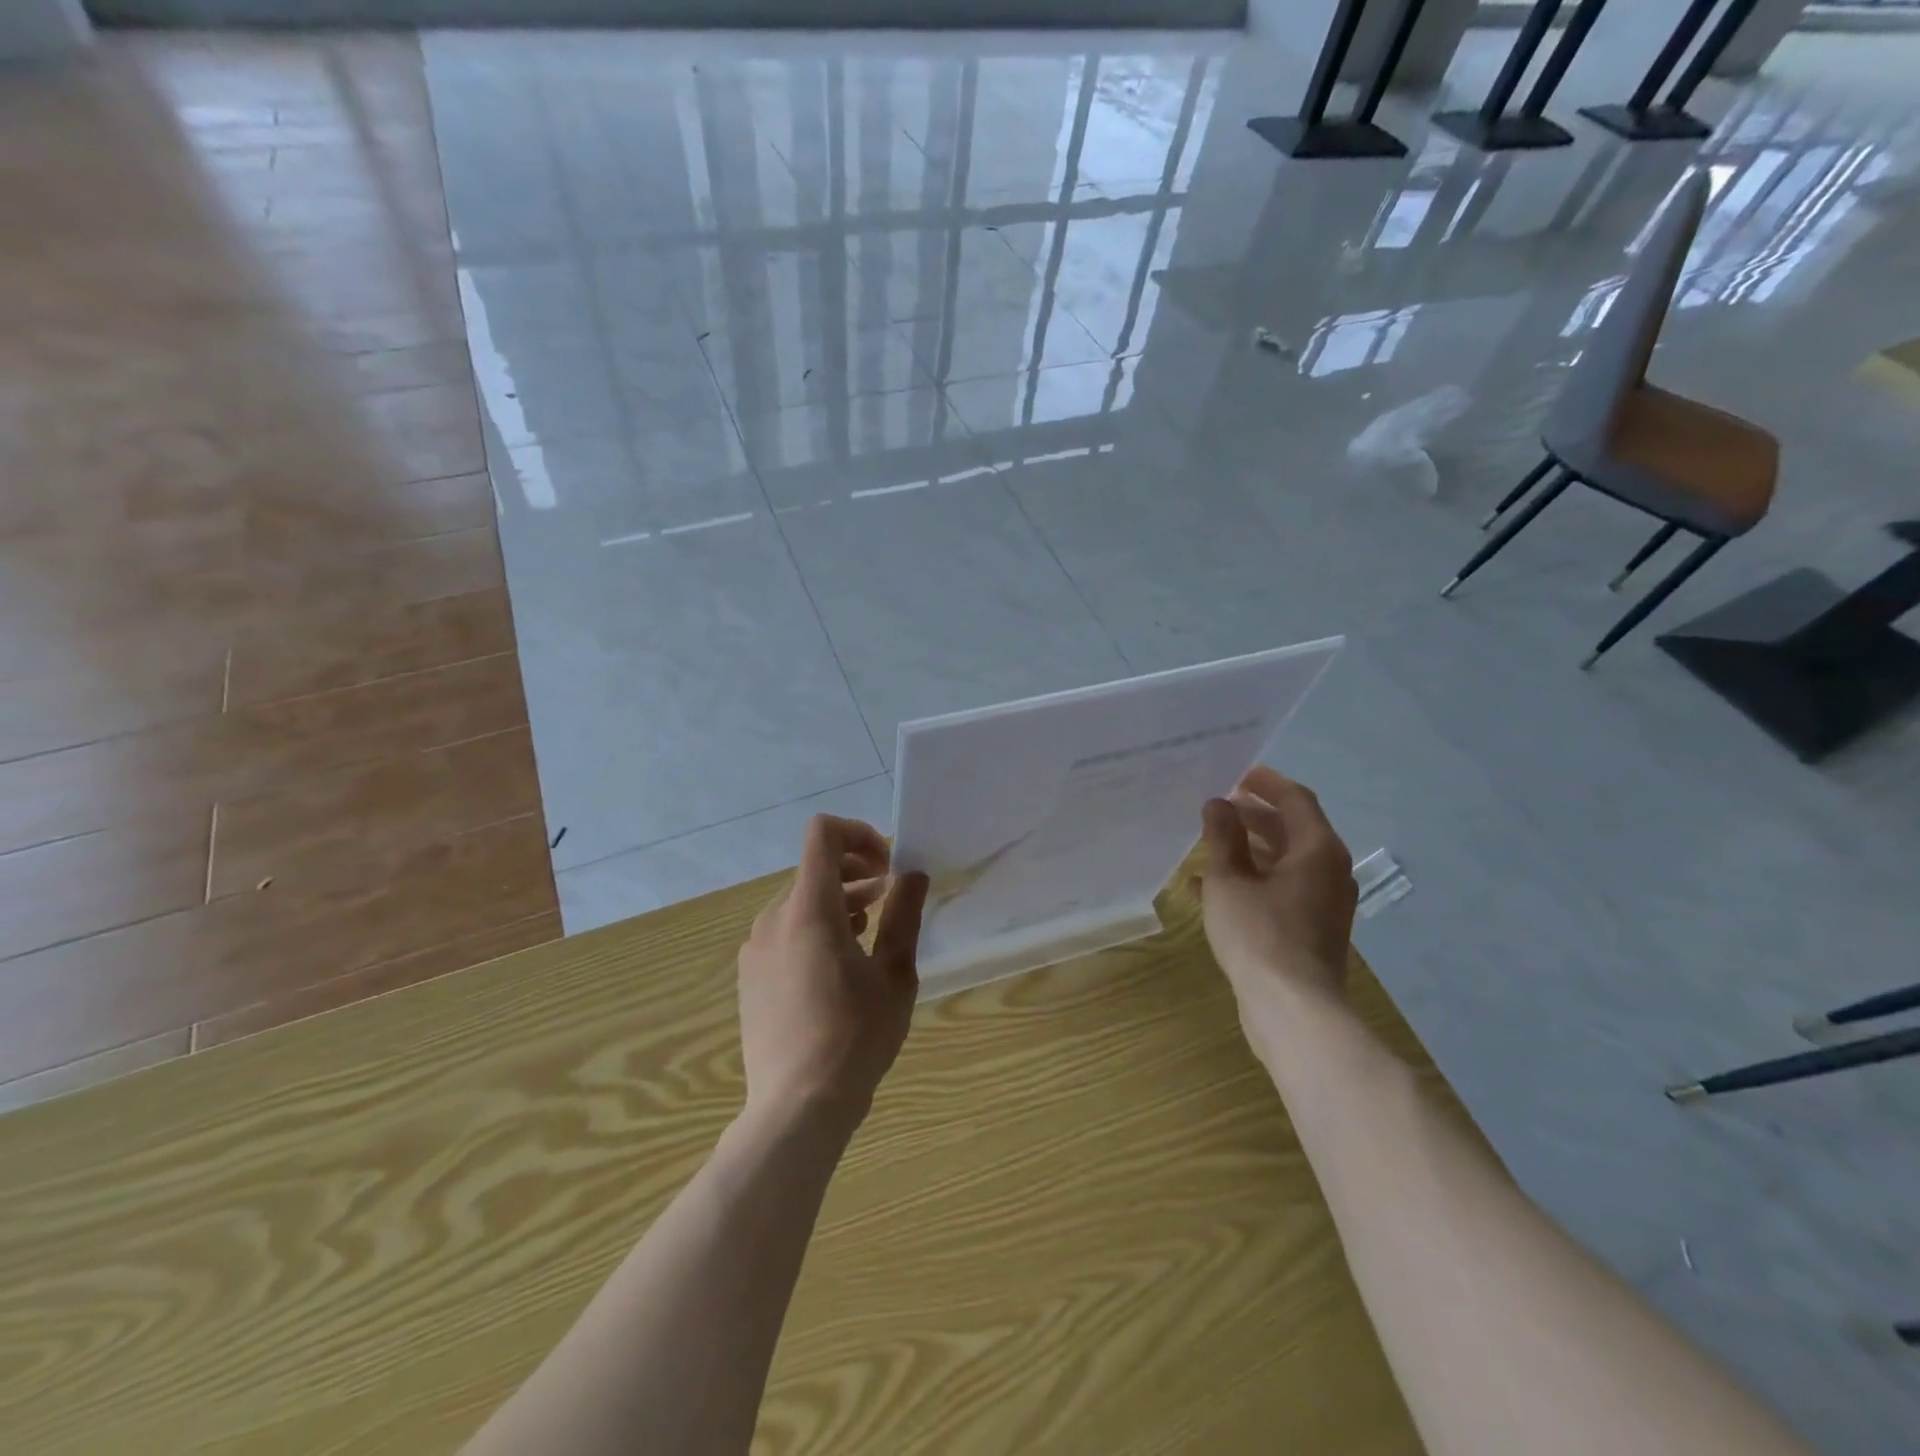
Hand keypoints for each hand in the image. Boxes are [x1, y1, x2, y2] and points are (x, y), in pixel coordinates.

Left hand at [738, 815, 929, 1128]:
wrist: (797, 1107)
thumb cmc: (856, 1037)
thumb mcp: (894, 975)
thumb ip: (903, 916)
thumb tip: (913, 874)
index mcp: (809, 910)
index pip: (822, 835)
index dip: (858, 834)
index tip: (887, 866)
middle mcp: (774, 918)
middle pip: (813, 868)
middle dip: (854, 870)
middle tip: (889, 894)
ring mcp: (755, 947)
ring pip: (798, 900)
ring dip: (836, 899)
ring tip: (869, 928)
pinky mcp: (750, 974)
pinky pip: (783, 929)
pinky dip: (813, 926)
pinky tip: (838, 962)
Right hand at [1195, 767, 1356, 1013]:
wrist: (1292, 1009)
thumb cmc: (1259, 934)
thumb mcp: (1229, 880)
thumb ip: (1223, 838)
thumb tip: (1218, 804)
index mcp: (1317, 850)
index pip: (1296, 800)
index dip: (1266, 783)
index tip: (1237, 773)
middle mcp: (1328, 871)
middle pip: (1291, 829)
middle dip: (1253, 816)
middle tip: (1218, 806)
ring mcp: (1322, 902)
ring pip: (1283, 861)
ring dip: (1248, 849)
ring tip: (1208, 843)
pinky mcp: (1310, 928)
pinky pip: (1280, 889)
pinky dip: (1251, 880)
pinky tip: (1208, 887)